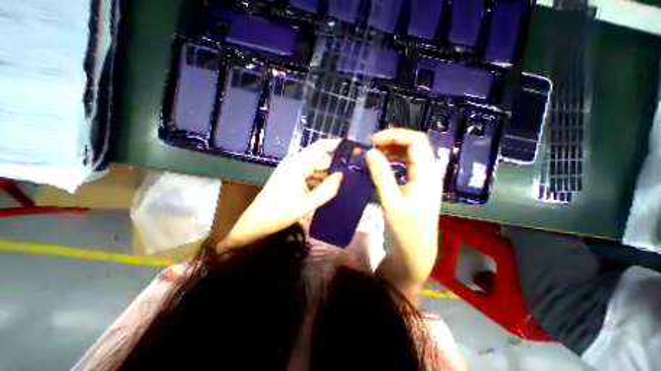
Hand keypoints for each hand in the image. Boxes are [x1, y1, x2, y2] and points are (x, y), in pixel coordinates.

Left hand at [221, 140, 345, 248]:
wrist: (257, 222)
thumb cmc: (280, 213)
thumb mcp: (307, 203)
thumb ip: (327, 190)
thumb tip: (342, 176)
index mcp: (298, 164)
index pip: (321, 146)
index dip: (337, 144)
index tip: (353, 147)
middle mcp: (296, 163)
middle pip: (321, 159)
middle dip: (336, 165)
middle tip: (354, 174)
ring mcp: (294, 171)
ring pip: (317, 169)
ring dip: (329, 176)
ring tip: (346, 183)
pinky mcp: (293, 178)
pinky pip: (311, 176)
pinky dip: (320, 182)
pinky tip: (330, 189)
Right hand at [364, 127, 451, 303]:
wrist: (415, 253)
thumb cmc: (406, 231)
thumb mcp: (391, 202)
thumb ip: (381, 175)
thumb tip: (370, 151)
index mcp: (427, 174)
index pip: (416, 140)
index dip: (395, 135)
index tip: (373, 141)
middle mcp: (428, 172)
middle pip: (414, 145)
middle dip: (392, 140)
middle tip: (371, 146)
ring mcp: (423, 179)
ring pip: (410, 154)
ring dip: (392, 149)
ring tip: (374, 153)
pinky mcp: (416, 186)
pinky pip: (406, 165)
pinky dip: (393, 160)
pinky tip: (382, 164)